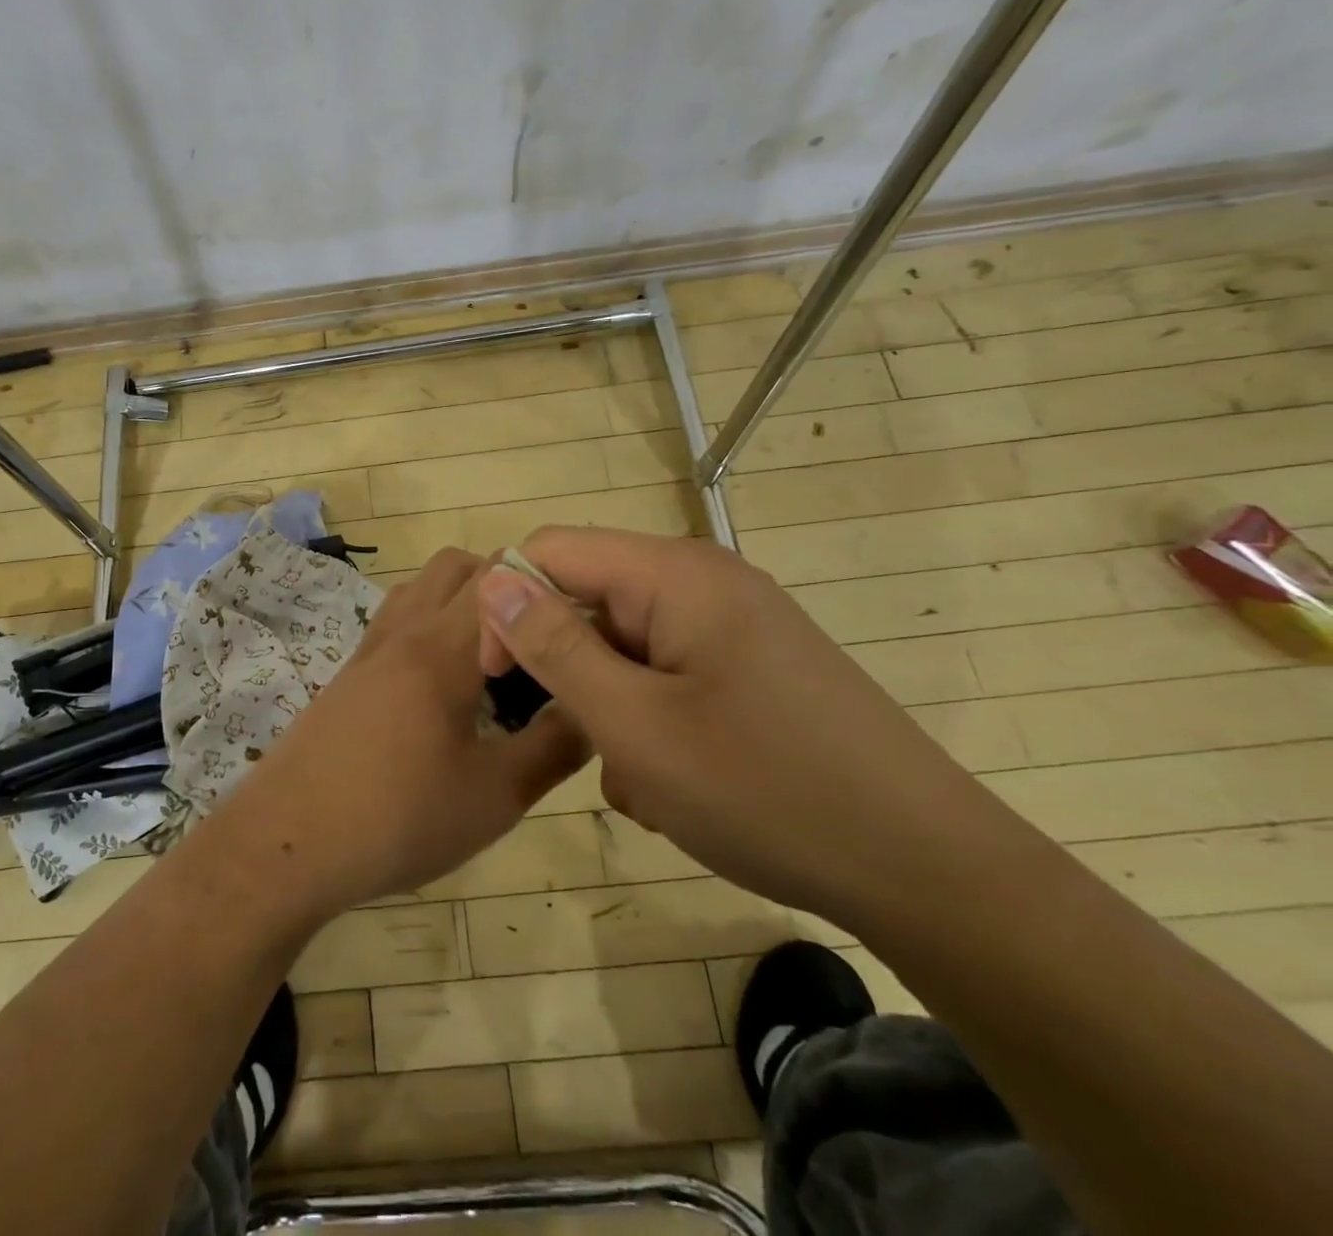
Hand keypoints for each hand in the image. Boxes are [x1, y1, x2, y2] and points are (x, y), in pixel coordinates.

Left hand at [215, 548, 586, 919]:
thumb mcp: (495, 796)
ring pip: (419, 589)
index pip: (500, 574)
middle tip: (536, 641)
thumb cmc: (398, 818)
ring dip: (459, 601)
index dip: (545, 584)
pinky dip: (427, 626)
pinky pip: (395, 622)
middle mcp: (403, 631)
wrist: (287, 845)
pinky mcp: (347, 677)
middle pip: (456, 566)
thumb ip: (554, 748)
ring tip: (490, 659)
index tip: (576, 624)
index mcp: (442, 647)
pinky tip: (441, 689)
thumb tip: (596, 709)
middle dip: (504, 584)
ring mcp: (368, 651)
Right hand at [475, 527, 1007, 925]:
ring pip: (625, 650)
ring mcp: (734, 627)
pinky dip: (652, 725)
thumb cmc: (766, 792)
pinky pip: (667, 678)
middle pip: (591, 601)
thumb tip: (493, 579)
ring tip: (643, 781)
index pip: (552, 550)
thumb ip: (553, 646)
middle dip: (570, 672)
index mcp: (675, 574)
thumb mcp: (634, 725)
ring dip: (611, 711)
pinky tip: (676, 787)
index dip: (507, 605)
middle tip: (585, 746)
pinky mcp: (751, 670)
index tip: (495, 679)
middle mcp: (704, 583)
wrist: (929, 872)